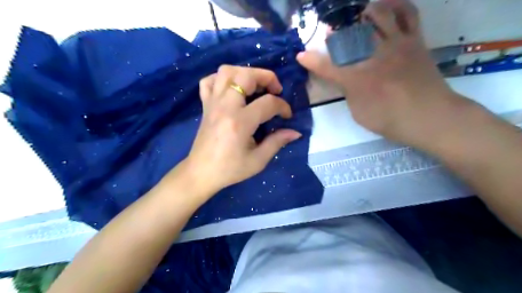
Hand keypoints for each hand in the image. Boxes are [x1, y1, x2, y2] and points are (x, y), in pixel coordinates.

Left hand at [182, 66, 302, 195]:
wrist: (201, 173)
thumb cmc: (230, 169)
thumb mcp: (258, 161)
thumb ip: (277, 142)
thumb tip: (295, 132)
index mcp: (240, 122)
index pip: (268, 103)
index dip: (283, 106)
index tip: (287, 115)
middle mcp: (225, 106)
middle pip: (246, 75)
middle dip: (266, 77)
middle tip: (275, 90)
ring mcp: (213, 103)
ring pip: (226, 71)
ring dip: (245, 73)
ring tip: (255, 86)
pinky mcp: (205, 105)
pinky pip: (210, 81)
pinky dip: (222, 79)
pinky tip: (232, 89)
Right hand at [295, 0, 471, 146]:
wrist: (431, 117)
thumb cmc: (390, 120)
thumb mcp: (359, 113)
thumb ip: (349, 93)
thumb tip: (346, 80)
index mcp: (358, 79)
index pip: (327, 67)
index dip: (311, 61)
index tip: (301, 56)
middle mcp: (374, 56)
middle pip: (350, 35)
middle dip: (336, 32)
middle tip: (330, 33)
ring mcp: (396, 44)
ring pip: (378, 15)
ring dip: (363, 12)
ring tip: (357, 16)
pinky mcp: (414, 40)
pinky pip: (407, 13)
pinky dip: (396, 4)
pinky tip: (387, 5)